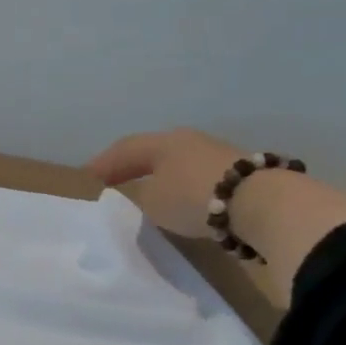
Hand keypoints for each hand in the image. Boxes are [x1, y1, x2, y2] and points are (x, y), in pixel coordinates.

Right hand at [87, 128, 252, 238]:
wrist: (259, 203)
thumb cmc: (193, 197)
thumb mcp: (152, 202)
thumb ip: (140, 196)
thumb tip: (144, 194)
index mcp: (163, 142)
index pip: (124, 150)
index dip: (103, 164)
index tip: (86, 177)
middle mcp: (189, 141)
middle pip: (153, 153)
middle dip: (133, 167)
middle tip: (114, 181)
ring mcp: (217, 155)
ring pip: (178, 164)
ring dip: (161, 178)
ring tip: (148, 194)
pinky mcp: (239, 175)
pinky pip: (198, 179)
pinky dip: (184, 190)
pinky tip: (181, 203)